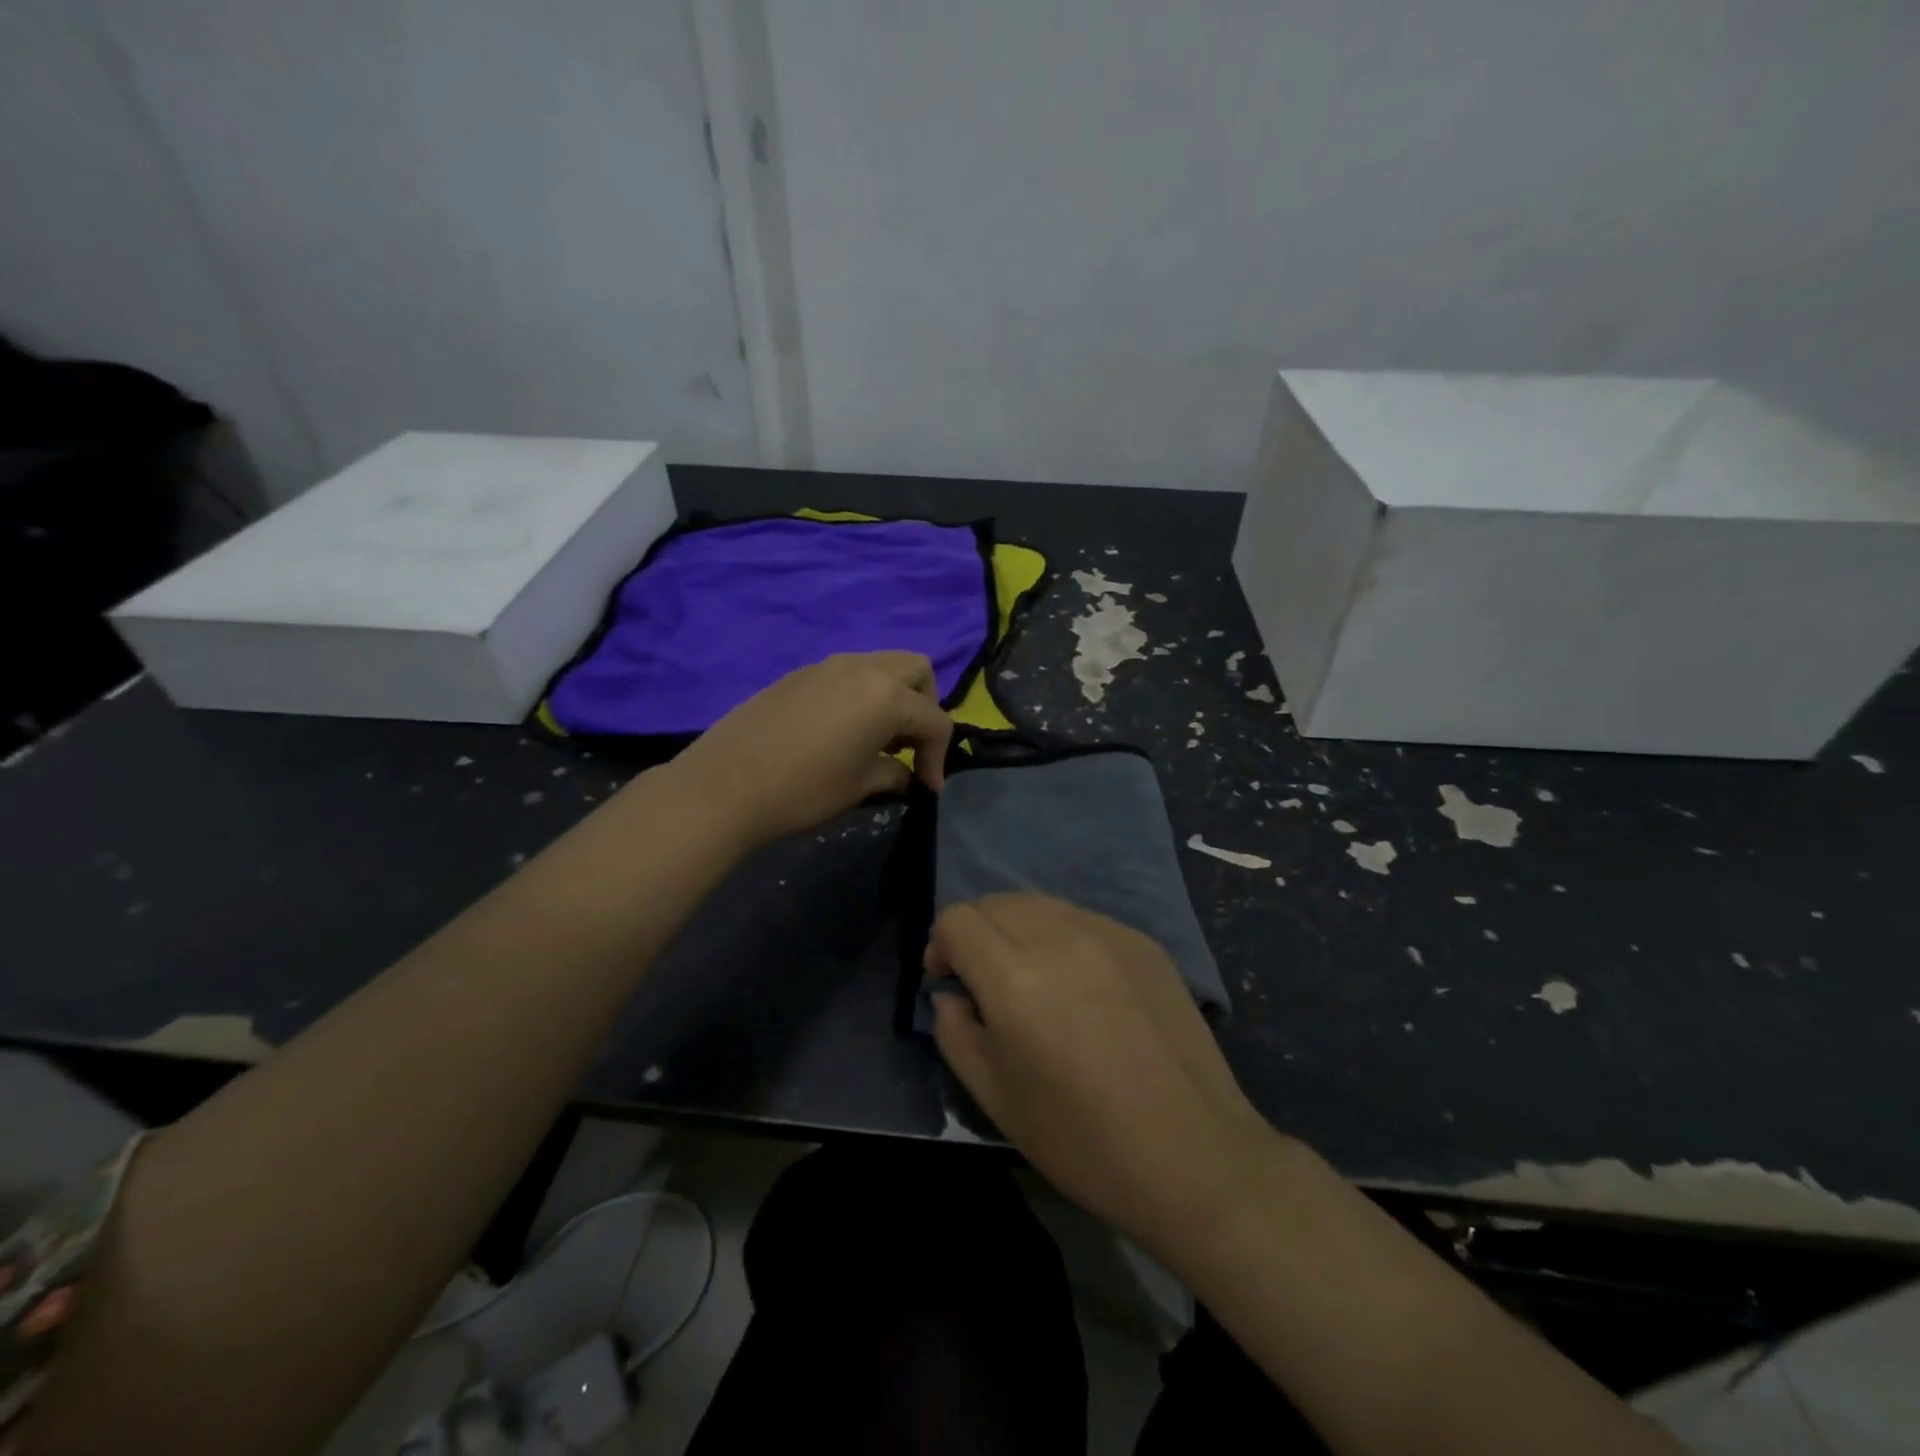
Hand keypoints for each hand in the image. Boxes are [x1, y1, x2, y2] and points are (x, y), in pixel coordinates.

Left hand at [670, 651, 953, 847]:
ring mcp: (828, 665)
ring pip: (882, 666)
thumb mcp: (859, 786)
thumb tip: (906, 775)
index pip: (935, 719)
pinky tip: (842, 731)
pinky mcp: (801, 673)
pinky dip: (862, 695)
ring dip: (893, 697)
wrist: (724, 785)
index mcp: (886, 696)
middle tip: (909, 745)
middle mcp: (863, 668)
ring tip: (878, 739)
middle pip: (917, 670)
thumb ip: (894, 774)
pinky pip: (848, 673)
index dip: (938, 757)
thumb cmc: (803, 790)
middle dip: (925, 706)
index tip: (928, 787)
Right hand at [926, 894, 1281, 1254]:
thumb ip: (956, 1034)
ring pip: (1040, 903)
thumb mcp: (996, 1099)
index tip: (948, 981)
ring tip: (1030, 977)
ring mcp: (1107, 933)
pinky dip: (1061, 935)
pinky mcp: (1142, 941)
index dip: (940, 944)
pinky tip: (1079, 984)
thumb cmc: (1083, 1140)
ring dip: (1016, 928)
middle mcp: (1059, 937)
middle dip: (975, 932)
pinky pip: (1082, 918)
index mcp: (1015, 978)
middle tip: (984, 980)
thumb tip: (950, 995)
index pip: (957, 918)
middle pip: (996, 901)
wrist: (1193, 1154)